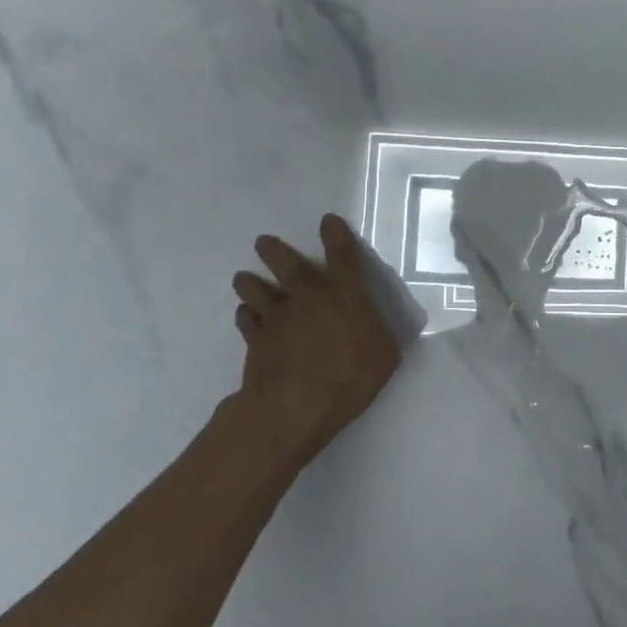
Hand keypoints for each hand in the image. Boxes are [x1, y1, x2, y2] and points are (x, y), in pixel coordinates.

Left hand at [230, 215, 404, 471]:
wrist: (294, 405)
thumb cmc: (349, 378)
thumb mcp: (384, 357)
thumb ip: (379, 336)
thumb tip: (375, 329)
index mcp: (344, 297)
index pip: (343, 258)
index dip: (336, 236)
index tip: (327, 220)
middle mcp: (308, 299)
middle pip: (288, 266)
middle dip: (275, 251)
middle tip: (262, 241)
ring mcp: (277, 320)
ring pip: (257, 292)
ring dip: (250, 283)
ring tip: (242, 277)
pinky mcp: (255, 343)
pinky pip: (246, 323)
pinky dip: (245, 317)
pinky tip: (243, 316)